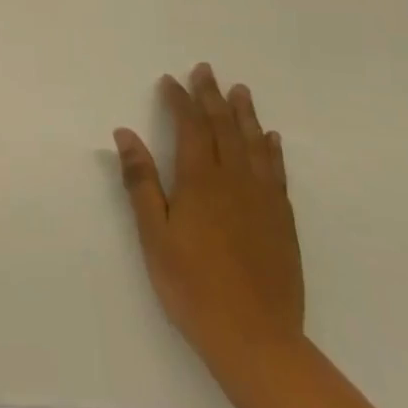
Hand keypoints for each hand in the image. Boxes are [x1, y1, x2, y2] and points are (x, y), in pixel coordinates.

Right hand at [114, 63, 303, 375]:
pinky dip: (272, 149)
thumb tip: (125, 133)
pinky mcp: (282, 220)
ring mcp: (263, 200)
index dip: (180, 100)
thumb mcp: (153, 234)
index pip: (190, 127)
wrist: (255, 338)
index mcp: (200, 181)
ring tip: (240, 91)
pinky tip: (270, 139)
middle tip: (206, 70)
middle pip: (224, 127)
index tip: (170, 80)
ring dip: (245, 114)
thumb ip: (141, 181)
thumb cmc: (191, 285)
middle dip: (212, 96)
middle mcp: (235, 180)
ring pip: (254, 144)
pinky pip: (277, 171)